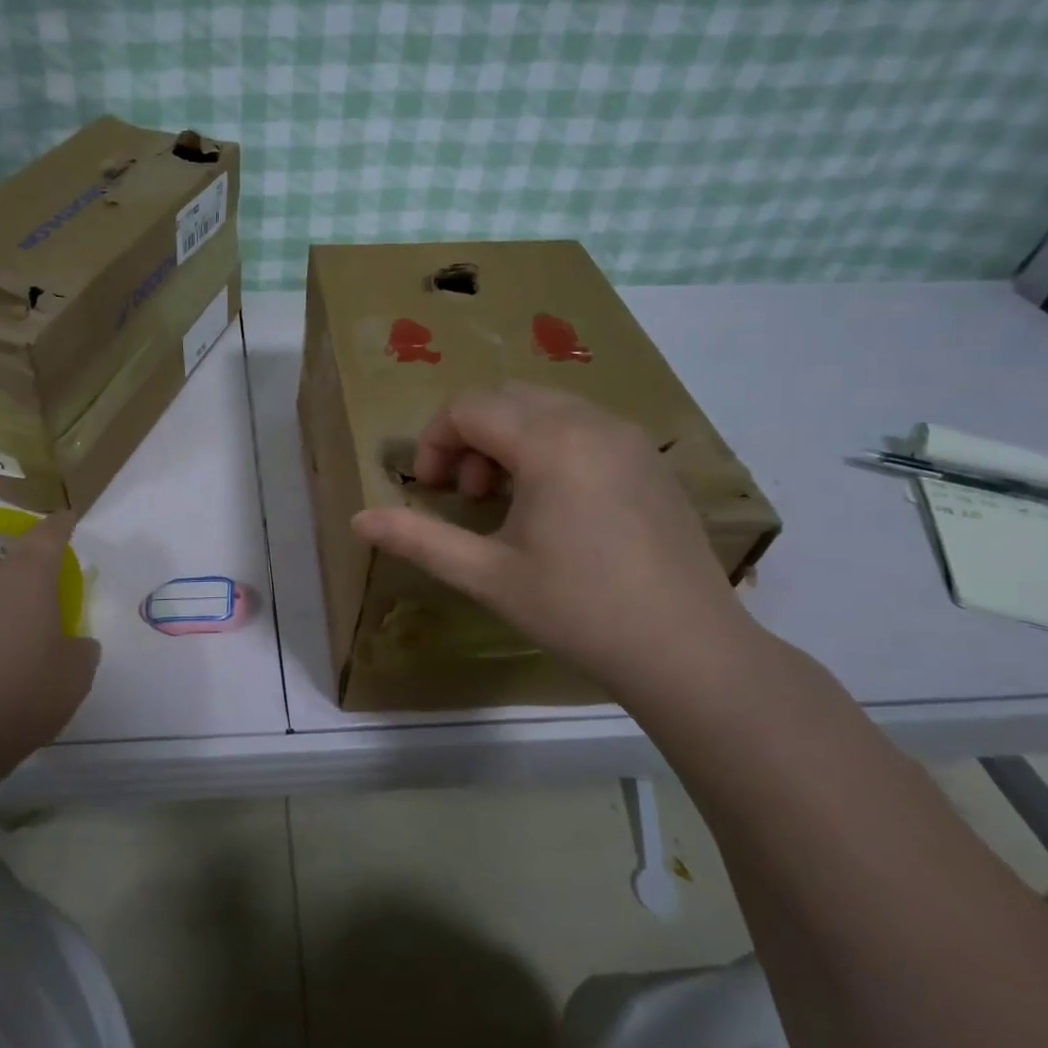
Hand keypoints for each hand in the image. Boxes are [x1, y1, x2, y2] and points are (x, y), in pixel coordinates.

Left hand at [0, 512, 98, 765]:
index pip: (48, 537)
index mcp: (26, 579)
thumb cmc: (20, 697)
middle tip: (32, 630)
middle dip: (21, 594)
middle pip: (7, 574)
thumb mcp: (74, 677)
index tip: (65, 517)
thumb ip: (80, 649)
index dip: (60, 526)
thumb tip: (74, 643)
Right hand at [351, 382, 757, 693]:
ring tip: (505, 499)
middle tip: (466, 494)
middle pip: (505, 398)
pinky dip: (547, 443)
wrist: (688, 650)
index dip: (435, 441)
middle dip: (469, 436)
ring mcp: (627, 436)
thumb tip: (358, 520)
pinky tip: (553, 503)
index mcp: (550, 442)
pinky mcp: (649, 458)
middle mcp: (591, 422)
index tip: (430, 490)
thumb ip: (418, 538)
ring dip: (507, 438)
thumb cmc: (578, 610)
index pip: (469, 407)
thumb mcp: (486, 575)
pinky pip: (581, 424)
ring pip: (544, 406)